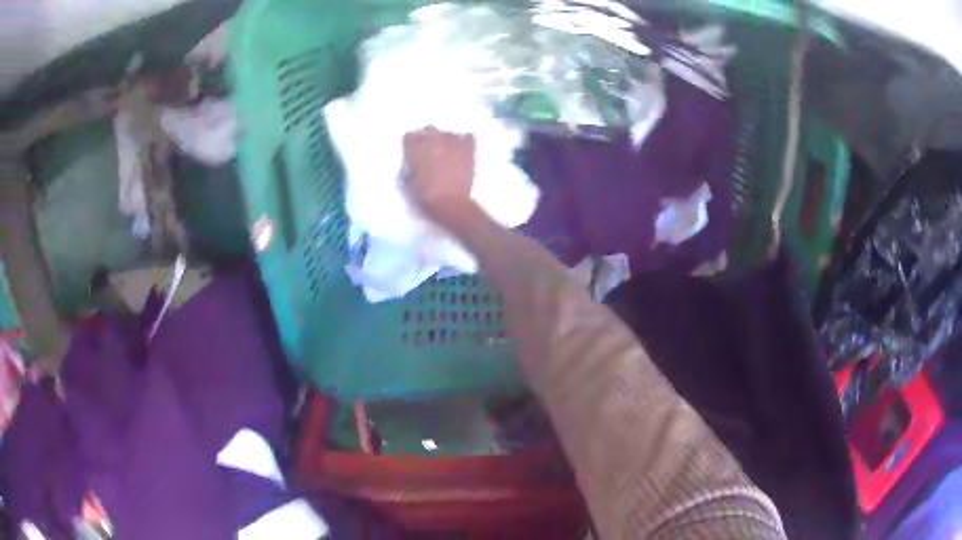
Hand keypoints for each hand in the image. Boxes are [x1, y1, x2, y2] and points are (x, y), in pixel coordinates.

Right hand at [403, 127, 475, 223]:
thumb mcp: (408, 183)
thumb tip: (414, 164)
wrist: (451, 204)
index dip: (412, 145)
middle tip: (432, 152)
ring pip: (448, 133)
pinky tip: (463, 151)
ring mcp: (452, 141)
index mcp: (415, 148)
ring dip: (447, 141)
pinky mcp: (468, 148)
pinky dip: (465, 142)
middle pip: (429, 129)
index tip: (414, 152)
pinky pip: (467, 137)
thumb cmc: (425, 198)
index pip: (409, 136)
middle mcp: (432, 139)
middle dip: (429, 138)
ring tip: (449, 154)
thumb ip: (410, 168)